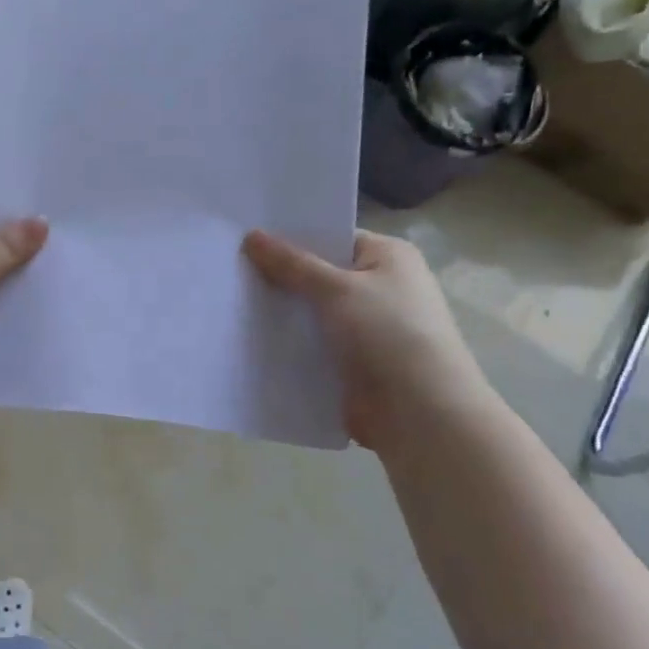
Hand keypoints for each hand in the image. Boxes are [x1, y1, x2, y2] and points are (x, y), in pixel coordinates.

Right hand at [243, 227, 491, 452]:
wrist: (419, 412)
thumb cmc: (387, 333)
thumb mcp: (336, 289)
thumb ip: (291, 263)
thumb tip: (252, 236)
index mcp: (389, 258)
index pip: (333, 238)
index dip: (292, 238)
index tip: (247, 239)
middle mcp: (381, 288)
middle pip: (319, 276)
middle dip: (280, 277)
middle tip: (229, 269)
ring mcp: (367, 328)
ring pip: (312, 313)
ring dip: (281, 313)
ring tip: (230, 303)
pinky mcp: (352, 363)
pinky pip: (313, 345)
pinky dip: (289, 344)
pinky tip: (249, 340)